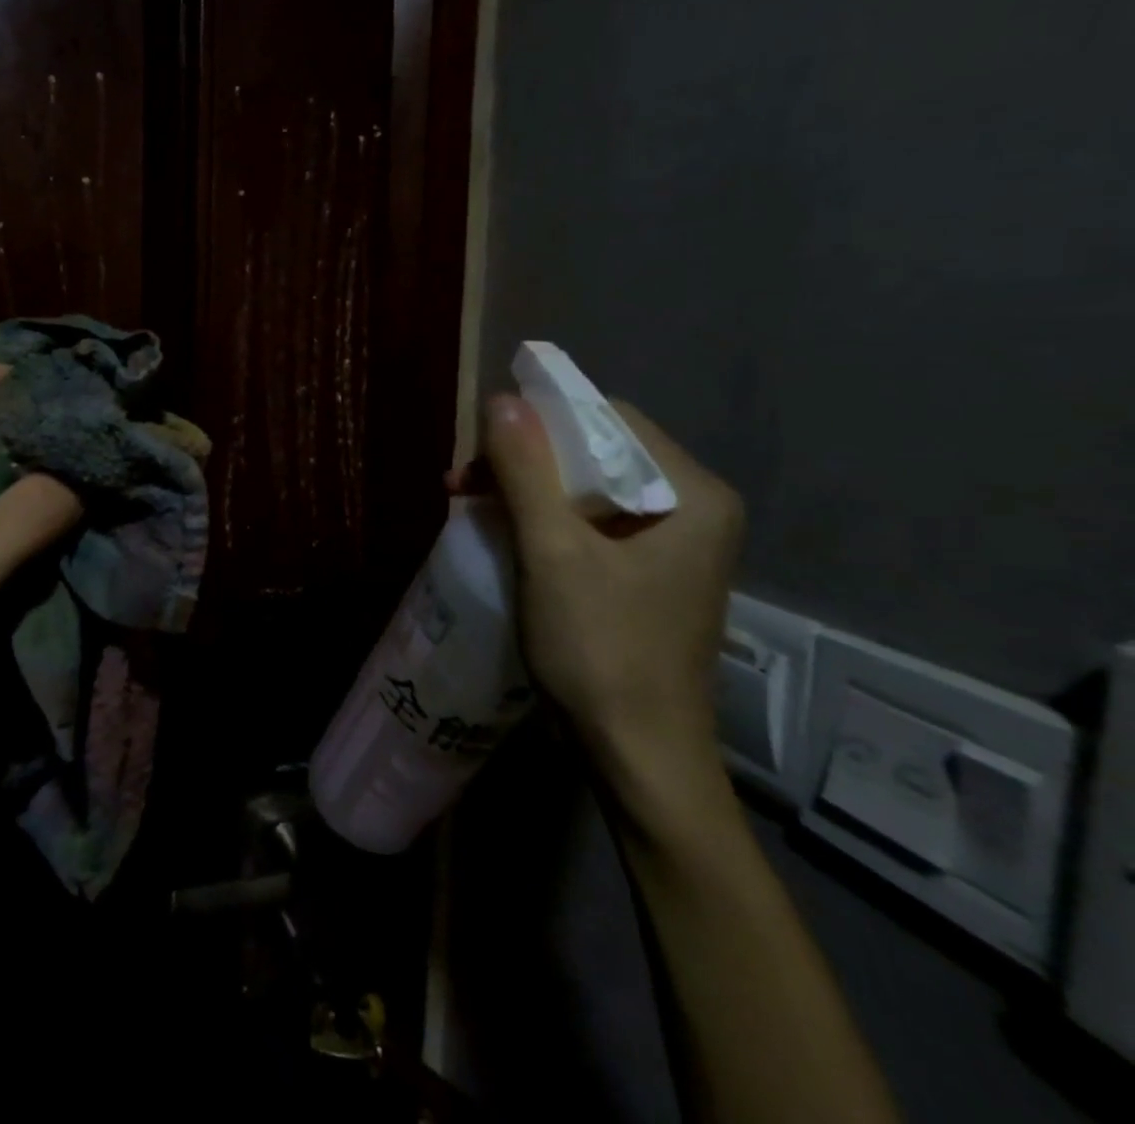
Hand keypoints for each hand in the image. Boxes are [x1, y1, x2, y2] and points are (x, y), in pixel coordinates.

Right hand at [469, 393, 744, 792]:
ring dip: (524, 489)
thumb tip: (500, 399)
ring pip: (586, 489)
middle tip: (463, 482)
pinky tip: (500, 530)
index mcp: (692, 495)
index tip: (481, 444)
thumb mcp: (553, 553)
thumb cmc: (601, 651)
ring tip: (467, 503)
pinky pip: (587, 523)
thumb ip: (526, 470)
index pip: (611, 420)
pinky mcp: (645, 574)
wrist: (637, 757)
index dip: (541, 420)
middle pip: (596, 454)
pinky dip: (540, 519)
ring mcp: (671, 545)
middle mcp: (692, 509)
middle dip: (523, 459)